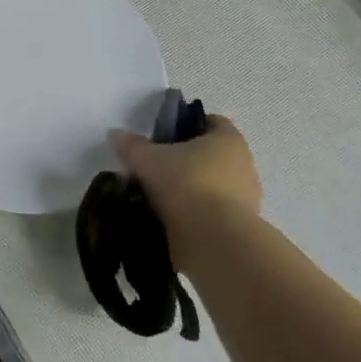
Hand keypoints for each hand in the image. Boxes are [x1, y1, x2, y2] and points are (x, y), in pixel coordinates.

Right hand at [111, 114, 261, 240]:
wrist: (215, 239)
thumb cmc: (186, 184)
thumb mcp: (148, 160)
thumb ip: (131, 146)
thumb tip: (115, 134)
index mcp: (228, 139)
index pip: (211, 121)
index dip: (186, 125)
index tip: (161, 136)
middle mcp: (243, 164)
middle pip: (209, 155)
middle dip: (183, 160)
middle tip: (153, 168)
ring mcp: (245, 197)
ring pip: (210, 185)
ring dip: (188, 189)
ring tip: (156, 198)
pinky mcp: (239, 226)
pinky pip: (211, 212)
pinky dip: (193, 213)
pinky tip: (169, 220)